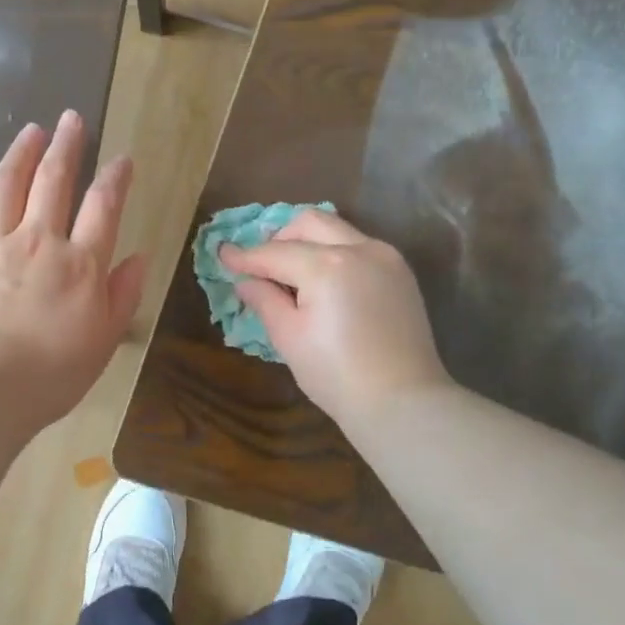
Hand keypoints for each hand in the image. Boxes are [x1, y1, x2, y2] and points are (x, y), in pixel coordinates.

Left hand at [0, 109, 145, 430]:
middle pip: (53, 181)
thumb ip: (123, 295)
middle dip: (66, 145)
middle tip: (71, 119)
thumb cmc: (52, 374)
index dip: (115, 178)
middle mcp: (38, 241)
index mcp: (81, 264)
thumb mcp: (103, 341)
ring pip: (8, 184)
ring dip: (21, 153)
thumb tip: (138, 257)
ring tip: (31, 130)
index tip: (122, 159)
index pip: (103, 207)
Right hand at [220, 209, 450, 425]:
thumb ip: (265, 301)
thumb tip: (246, 281)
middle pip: (310, 223)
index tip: (223, 255)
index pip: (275, 253)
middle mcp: (359, 248)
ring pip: (338, 230)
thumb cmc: (336, 375)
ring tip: (293, 276)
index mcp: (327, 266)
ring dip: (309, 243)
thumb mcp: (290, 338)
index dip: (245, 256)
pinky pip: (360, 247)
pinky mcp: (401, 273)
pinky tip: (326, 285)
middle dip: (280, 238)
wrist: (401, 401)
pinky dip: (335, 254)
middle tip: (262, 266)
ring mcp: (386, 257)